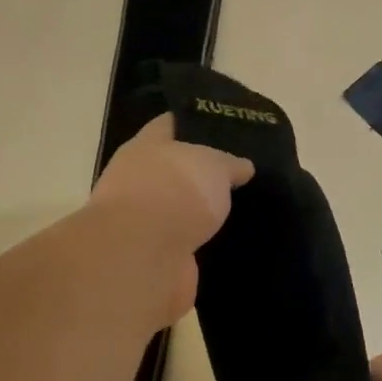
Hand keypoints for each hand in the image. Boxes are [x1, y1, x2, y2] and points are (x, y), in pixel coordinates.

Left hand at [91, 115, 253, 323]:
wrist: (145, 256)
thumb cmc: (176, 191)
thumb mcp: (214, 165)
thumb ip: (230, 164)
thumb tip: (243, 167)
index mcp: (146, 147)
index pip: (169, 125)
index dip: (194, 123)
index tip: (224, 127)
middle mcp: (138, 180)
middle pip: (174, 170)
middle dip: (202, 172)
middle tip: (241, 173)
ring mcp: (143, 221)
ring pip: (179, 209)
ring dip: (202, 212)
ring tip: (241, 208)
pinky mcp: (154, 257)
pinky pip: (185, 243)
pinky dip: (202, 243)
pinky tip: (229, 241)